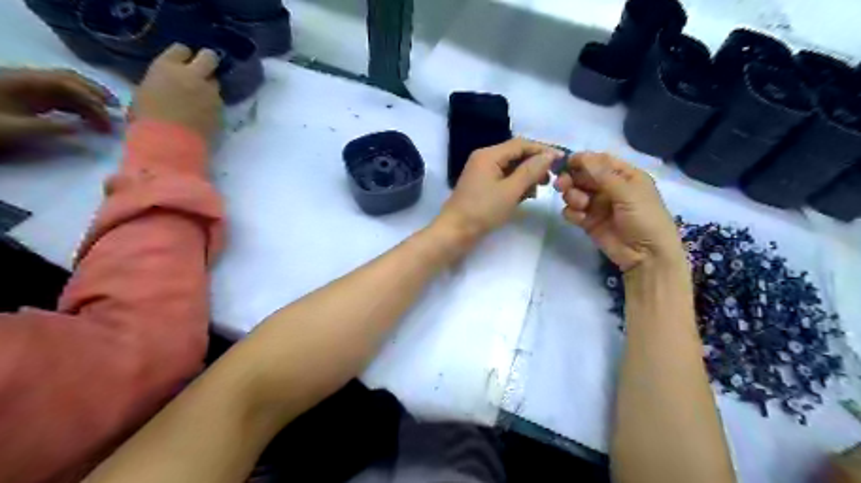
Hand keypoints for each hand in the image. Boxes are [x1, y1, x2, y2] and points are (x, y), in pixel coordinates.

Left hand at [0, 67, 117, 144]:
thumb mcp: (12, 130)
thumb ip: (49, 128)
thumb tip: (81, 129)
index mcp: (24, 83)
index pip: (70, 87)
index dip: (94, 104)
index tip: (108, 125)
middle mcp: (27, 79)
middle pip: (70, 79)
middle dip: (97, 93)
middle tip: (119, 110)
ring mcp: (24, 85)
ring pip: (65, 85)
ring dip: (89, 98)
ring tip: (107, 113)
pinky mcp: (22, 94)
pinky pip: (57, 94)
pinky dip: (77, 103)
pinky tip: (84, 116)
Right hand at [132, 42, 219, 140]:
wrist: (169, 143)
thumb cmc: (147, 119)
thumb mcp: (145, 92)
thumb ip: (161, 82)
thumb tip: (168, 84)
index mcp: (167, 67)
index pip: (182, 49)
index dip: (183, 57)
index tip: (182, 64)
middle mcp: (193, 76)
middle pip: (209, 58)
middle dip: (207, 62)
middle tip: (202, 72)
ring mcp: (210, 93)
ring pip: (216, 83)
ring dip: (210, 88)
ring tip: (200, 100)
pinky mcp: (221, 110)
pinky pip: (219, 102)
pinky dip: (213, 105)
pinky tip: (204, 114)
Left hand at [434, 138, 563, 244]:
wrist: (455, 232)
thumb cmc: (483, 210)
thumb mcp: (510, 191)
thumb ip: (530, 171)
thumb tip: (549, 155)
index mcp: (489, 155)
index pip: (520, 144)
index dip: (542, 150)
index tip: (562, 160)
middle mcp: (484, 158)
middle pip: (515, 154)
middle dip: (534, 164)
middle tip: (550, 179)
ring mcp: (481, 172)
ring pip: (510, 167)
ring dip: (526, 176)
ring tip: (539, 190)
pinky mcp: (481, 185)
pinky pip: (503, 178)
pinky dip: (516, 184)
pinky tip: (526, 196)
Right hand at [551, 151, 686, 272]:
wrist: (647, 256)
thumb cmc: (645, 219)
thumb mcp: (628, 193)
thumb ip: (602, 175)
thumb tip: (580, 156)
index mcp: (625, 176)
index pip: (600, 162)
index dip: (582, 160)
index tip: (565, 163)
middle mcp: (610, 188)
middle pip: (583, 176)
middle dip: (572, 179)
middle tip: (561, 185)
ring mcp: (598, 206)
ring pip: (575, 193)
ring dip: (572, 196)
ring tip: (579, 205)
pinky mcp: (588, 222)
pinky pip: (573, 211)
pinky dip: (572, 213)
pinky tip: (579, 218)